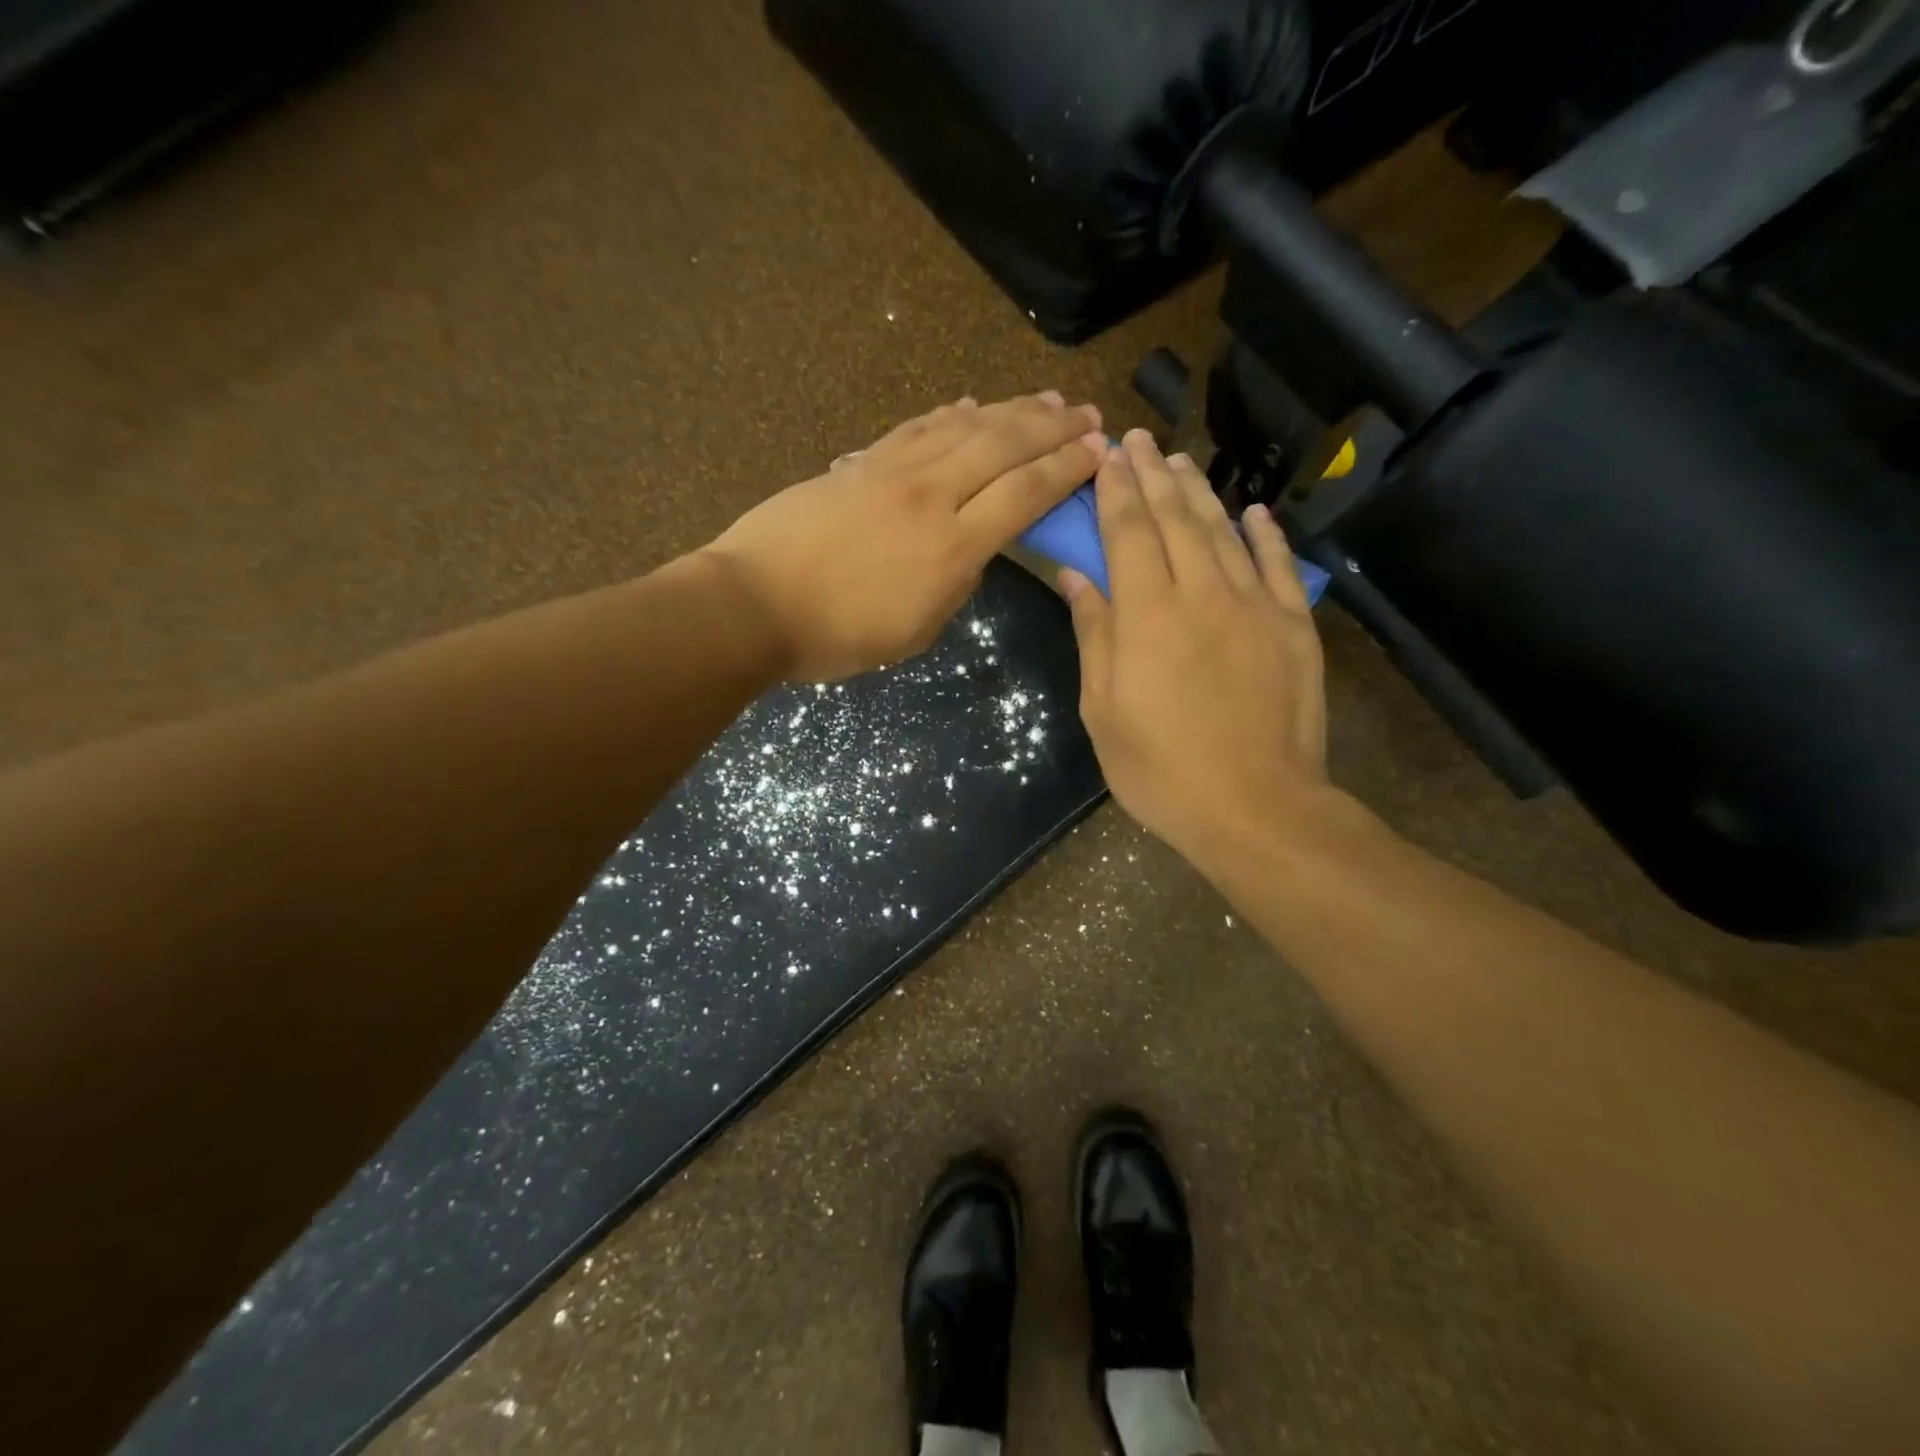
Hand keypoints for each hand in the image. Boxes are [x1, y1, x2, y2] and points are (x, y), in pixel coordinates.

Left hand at [701, 392, 1103, 680]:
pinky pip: (915, 429)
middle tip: (1089, 415)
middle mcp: (931, 496)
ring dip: (1011, 410)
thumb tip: (974, 548)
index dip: (1066, 471)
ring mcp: (892, 472)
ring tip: (1045, 401)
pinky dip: (948, 413)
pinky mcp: (860, 463)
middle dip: (1053, 428)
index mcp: (952, 547)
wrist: (754, 604)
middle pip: (1004, 446)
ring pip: (964, 426)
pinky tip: (969, 404)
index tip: (1099, 453)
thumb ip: (955, 585)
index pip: (1024, 494)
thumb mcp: (915, 631)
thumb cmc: (836, 636)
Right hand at [1062, 430, 1329, 860]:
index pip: (1128, 532)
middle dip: (1153, 475)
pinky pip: (1278, 568)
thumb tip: (1076, 576)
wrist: (1254, 808)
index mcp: (1148, 614)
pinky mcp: (1293, 629)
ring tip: (1180, 463)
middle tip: (1139, 440)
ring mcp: (1254, 607)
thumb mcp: (1103, 709)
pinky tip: (1255, 513)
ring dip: (1200, 494)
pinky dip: (1266, 536)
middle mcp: (1202, 593)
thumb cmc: (1160, 769)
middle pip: (1175, 520)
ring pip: (1224, 533)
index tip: (1105, 455)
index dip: (1115, 490)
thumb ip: (1094, 634)